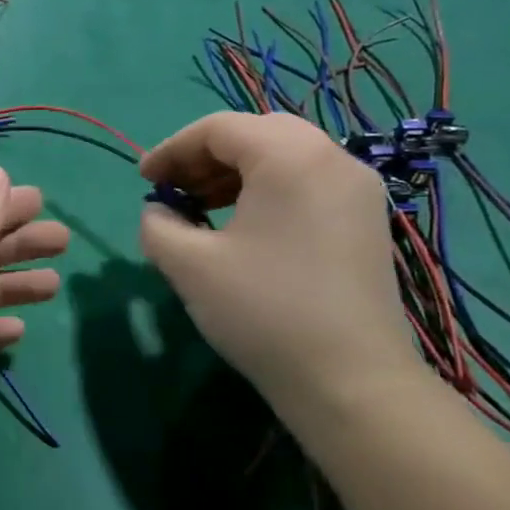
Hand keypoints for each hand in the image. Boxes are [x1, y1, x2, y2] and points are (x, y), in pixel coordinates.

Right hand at [137, 112, 422, 441]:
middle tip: (173, 187)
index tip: (142, 180)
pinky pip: (307, 182)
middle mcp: (332, 158)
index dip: (171, 149)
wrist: (351, 381)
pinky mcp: (366, 220)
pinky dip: (266, 189)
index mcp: (290, 156)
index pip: (218, 128)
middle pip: (256, 134)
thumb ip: (158, 224)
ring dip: (235, 172)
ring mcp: (357, 190)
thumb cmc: (263, 310)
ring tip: (200, 207)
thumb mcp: (189, 264)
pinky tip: (242, 226)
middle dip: (205, 156)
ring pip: (284, 156)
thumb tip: (159, 210)